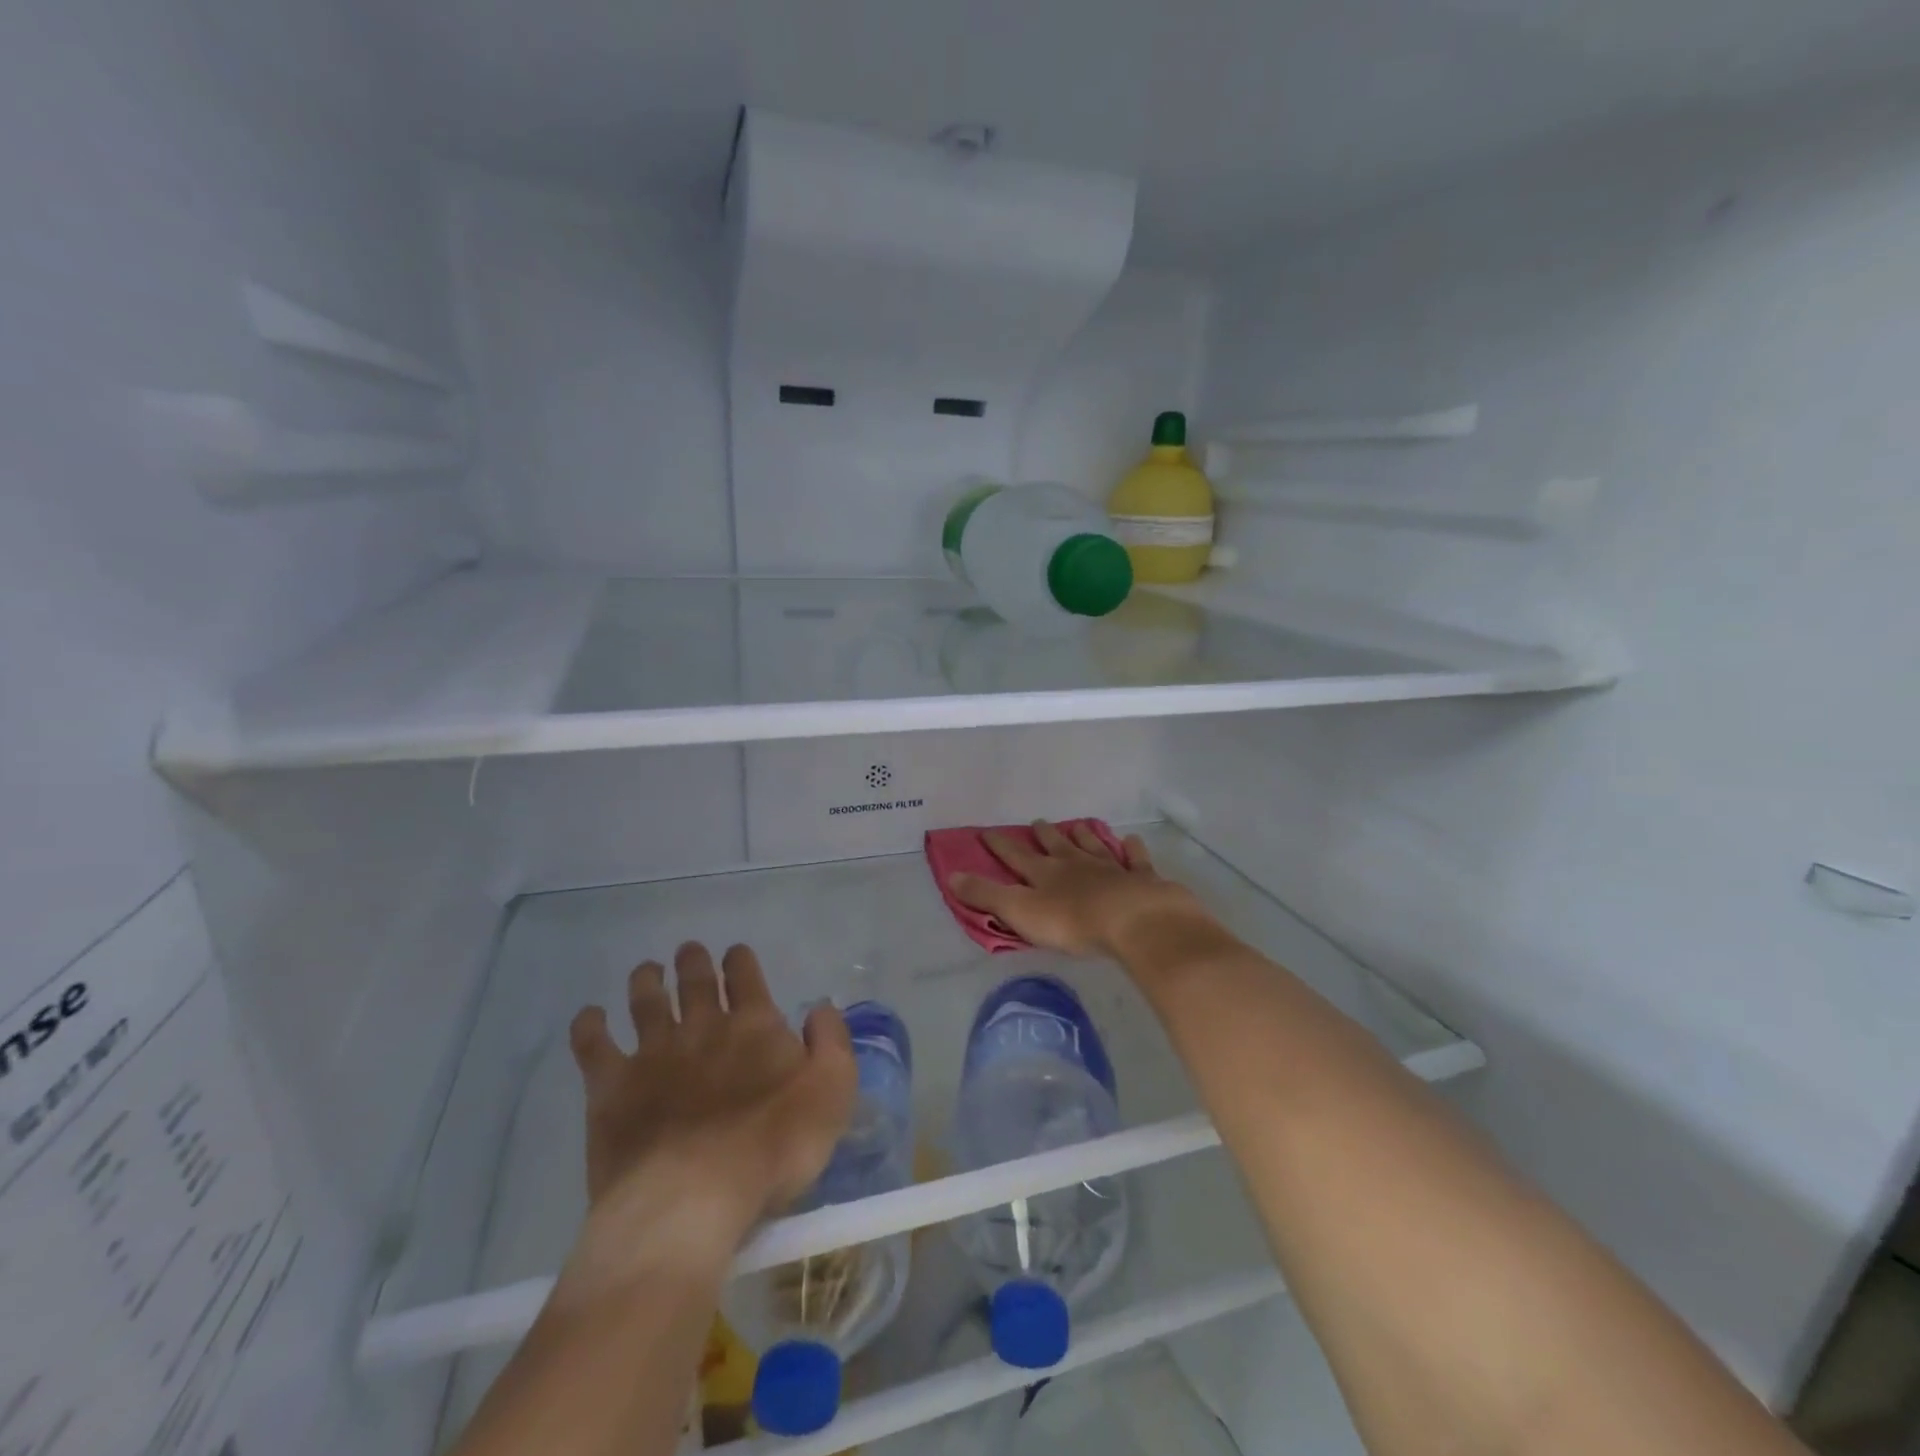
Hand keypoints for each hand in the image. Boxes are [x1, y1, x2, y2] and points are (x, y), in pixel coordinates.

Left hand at [563, 942, 856, 1283]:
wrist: (691, 1200)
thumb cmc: (773, 1148)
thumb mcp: (832, 1093)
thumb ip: (832, 1042)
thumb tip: (820, 1008)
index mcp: (753, 1024)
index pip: (745, 975)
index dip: (740, 960)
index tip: (736, 954)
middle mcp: (702, 1026)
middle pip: (695, 980)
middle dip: (693, 961)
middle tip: (688, 952)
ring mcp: (653, 1053)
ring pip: (646, 1000)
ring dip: (646, 981)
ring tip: (646, 972)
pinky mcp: (611, 1088)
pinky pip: (593, 1044)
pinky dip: (590, 1025)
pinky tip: (590, 1016)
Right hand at [948, 821, 1210, 956]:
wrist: (1133, 920)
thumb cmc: (1072, 922)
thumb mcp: (1021, 911)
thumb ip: (987, 895)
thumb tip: (952, 875)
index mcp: (1045, 874)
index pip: (1016, 856)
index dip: (1000, 845)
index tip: (987, 831)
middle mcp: (1075, 864)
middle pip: (1057, 846)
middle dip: (1045, 835)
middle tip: (1038, 822)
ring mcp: (1111, 868)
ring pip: (1093, 847)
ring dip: (1083, 836)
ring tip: (1077, 826)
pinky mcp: (1141, 878)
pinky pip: (1135, 860)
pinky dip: (1132, 850)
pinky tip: (1132, 841)